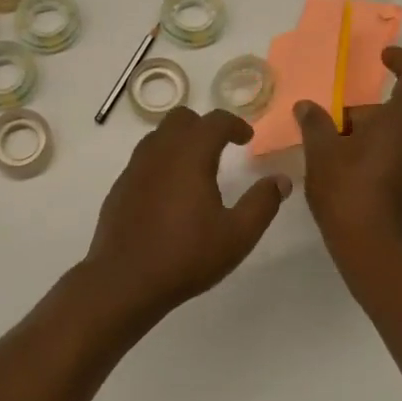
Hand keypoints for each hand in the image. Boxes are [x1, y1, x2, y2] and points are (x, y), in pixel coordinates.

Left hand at [82, 107, 291, 326]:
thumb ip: (262, 203)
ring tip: (196, 168)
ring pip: (158, 137)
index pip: (215, 121)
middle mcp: (160, 152)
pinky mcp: (120, 187)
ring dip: (180, 142)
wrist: (125, 281)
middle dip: (204, 127)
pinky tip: (170, 193)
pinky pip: (143, 160)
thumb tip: (281, 180)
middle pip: (181, 119)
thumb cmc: (186, 256)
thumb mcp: (237, 235)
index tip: (246, 139)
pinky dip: (161, 162)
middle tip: (222, 148)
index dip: (235, 124)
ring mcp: (135, 168)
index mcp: (190, 155)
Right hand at [296, 46, 401, 258]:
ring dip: (366, 141)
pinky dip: (375, 161)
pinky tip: (346, 183)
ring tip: (330, 160)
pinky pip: (398, 163)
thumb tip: (308, 107)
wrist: (380, 257)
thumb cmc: (350, 194)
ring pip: (395, 140)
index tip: (384, 57)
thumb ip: (315, 124)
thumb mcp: (322, 154)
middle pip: (394, 114)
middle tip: (325, 132)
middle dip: (360, 117)